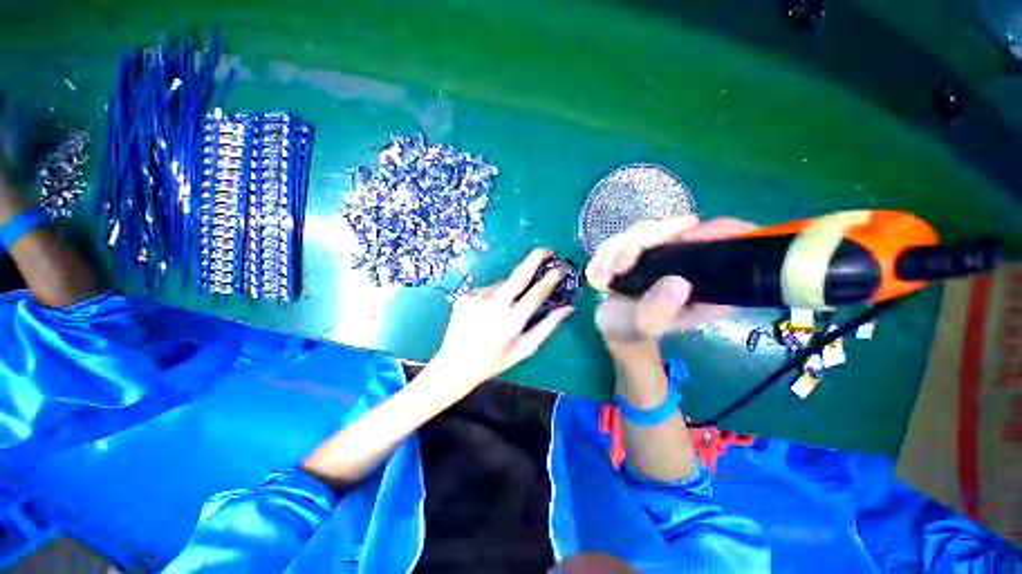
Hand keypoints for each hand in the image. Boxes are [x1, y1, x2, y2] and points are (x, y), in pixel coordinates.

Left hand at [433, 248, 573, 388]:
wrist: (455, 364)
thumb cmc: (495, 360)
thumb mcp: (525, 349)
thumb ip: (547, 326)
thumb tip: (567, 307)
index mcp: (512, 321)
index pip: (537, 292)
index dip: (552, 277)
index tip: (563, 266)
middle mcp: (494, 304)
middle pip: (519, 274)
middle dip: (536, 258)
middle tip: (548, 249)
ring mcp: (477, 297)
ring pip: (503, 284)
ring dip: (511, 288)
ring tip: (507, 307)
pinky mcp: (466, 295)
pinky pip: (488, 290)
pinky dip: (495, 295)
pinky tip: (489, 311)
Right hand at [586, 216, 756, 343]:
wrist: (613, 324)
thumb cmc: (634, 329)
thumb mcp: (646, 326)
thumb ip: (658, 310)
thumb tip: (679, 282)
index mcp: (706, 284)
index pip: (725, 245)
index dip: (715, 233)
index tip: (681, 240)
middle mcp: (689, 261)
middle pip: (678, 227)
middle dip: (640, 243)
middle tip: (618, 268)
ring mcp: (664, 251)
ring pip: (646, 228)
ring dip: (618, 249)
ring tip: (605, 276)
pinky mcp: (642, 248)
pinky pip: (625, 235)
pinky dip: (607, 251)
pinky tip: (601, 271)